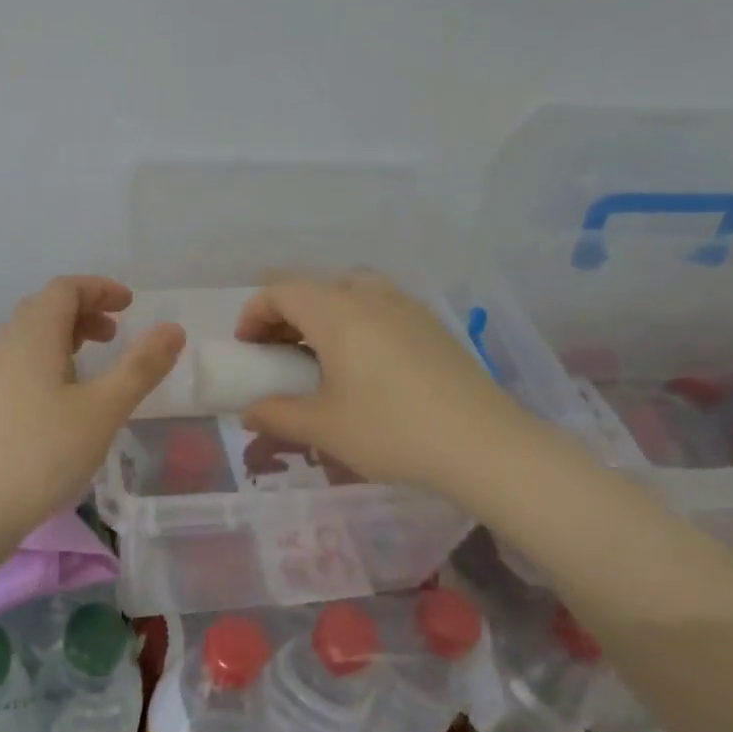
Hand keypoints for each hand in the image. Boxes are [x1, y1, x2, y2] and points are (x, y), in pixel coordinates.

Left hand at [0, 276, 184, 538]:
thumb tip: (173, 329)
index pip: (65, 288)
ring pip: (28, 337)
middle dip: (84, 312)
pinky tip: (59, 402)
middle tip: (114, 335)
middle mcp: (5, 344)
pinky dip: (45, 363)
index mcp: (33, 334)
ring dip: (63, 338)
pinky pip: (17, 364)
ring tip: (91, 366)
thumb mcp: (103, 410)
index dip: (100, 289)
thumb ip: (140, 367)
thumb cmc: (41, 453)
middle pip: (44, 308)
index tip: (130, 305)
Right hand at [235, 271, 525, 496]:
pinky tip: (365, 366)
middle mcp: (370, 297)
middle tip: (279, 353)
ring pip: (351, 292)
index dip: (254, 313)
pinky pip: (380, 307)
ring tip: (321, 356)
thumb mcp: (323, 428)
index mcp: (336, 313)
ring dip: (324, 315)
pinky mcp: (431, 326)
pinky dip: (356, 322)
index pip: (281, 290)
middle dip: (287, 314)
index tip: (248, 349)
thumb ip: (277, 414)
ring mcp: (406, 308)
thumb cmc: (391, 430)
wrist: (484, 445)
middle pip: (315, 287)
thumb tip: (249, 412)